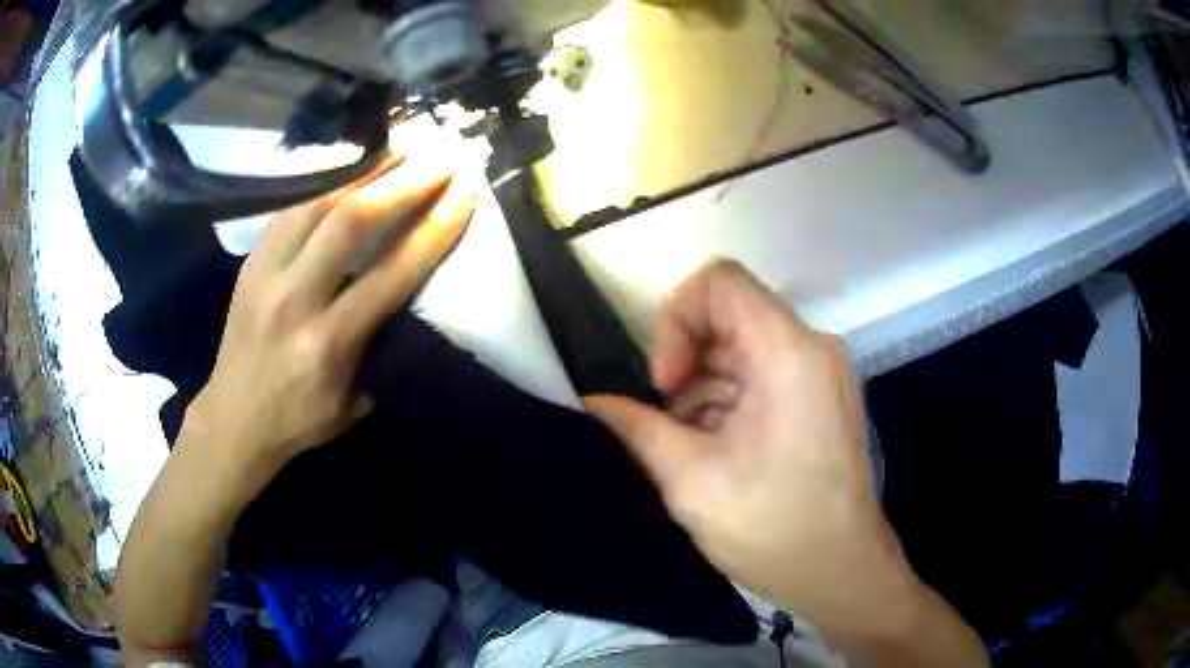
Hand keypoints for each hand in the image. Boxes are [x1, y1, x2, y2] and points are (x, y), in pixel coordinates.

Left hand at [187, 154, 475, 492]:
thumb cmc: (298, 420)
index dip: (434, 227)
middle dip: (403, 180)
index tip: (465, 193)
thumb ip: (380, 351)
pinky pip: (290, 208)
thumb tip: (406, 301)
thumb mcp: (352, 403)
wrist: (232, 420)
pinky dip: (325, 183)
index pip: (392, 272)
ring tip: (399, 148)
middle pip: (350, 221)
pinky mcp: (250, 262)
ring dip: (364, 169)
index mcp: (329, 342)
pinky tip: (348, 169)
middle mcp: (296, 299)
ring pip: (316, 202)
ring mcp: (266, 274)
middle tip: (440, 154)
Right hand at [585, 260, 915, 638]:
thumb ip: (637, 428)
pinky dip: (731, 398)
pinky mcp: (822, 395)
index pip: (719, 282)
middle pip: (731, 313)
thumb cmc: (771, 528)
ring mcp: (821, 371)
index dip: (676, 319)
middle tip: (669, 420)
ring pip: (744, 346)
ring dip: (706, 386)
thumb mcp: (691, 481)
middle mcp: (812, 346)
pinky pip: (765, 371)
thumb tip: (595, 400)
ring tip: (692, 445)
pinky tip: (719, 448)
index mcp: (787, 352)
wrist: (840, 571)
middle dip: (687, 359)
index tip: (666, 383)